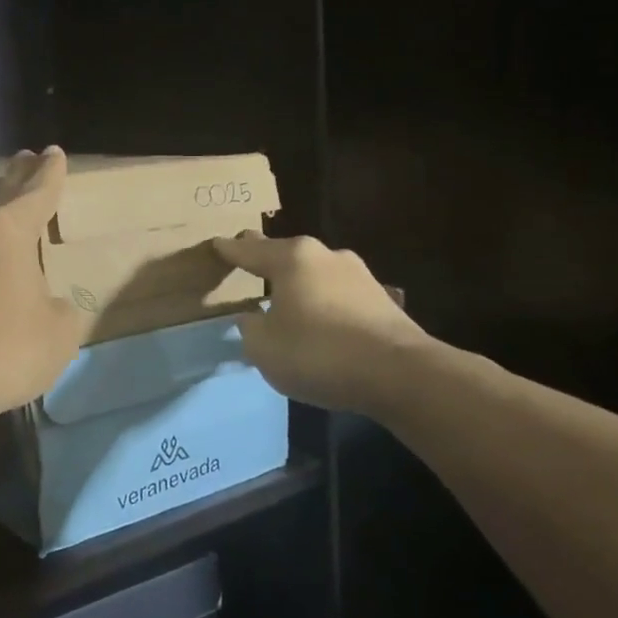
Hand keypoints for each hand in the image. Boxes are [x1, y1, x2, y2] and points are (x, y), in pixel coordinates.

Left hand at [0, 147, 88, 420]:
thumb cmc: (4, 349)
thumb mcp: (58, 333)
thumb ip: (60, 309)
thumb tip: (48, 305)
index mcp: (7, 231)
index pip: (35, 192)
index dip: (49, 173)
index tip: (53, 152)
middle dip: (15, 178)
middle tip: (24, 160)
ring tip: (0, 216)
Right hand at [212, 231, 427, 413]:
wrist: (400, 373)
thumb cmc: (318, 353)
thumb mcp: (264, 348)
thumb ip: (251, 328)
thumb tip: (254, 317)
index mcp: (292, 259)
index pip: (250, 250)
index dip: (230, 250)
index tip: (217, 243)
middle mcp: (325, 256)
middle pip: (286, 255)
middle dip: (266, 259)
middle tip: (248, 259)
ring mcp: (358, 275)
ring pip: (315, 274)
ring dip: (299, 284)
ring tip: (284, 297)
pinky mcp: (381, 299)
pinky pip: (338, 295)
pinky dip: (323, 303)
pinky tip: (320, 320)